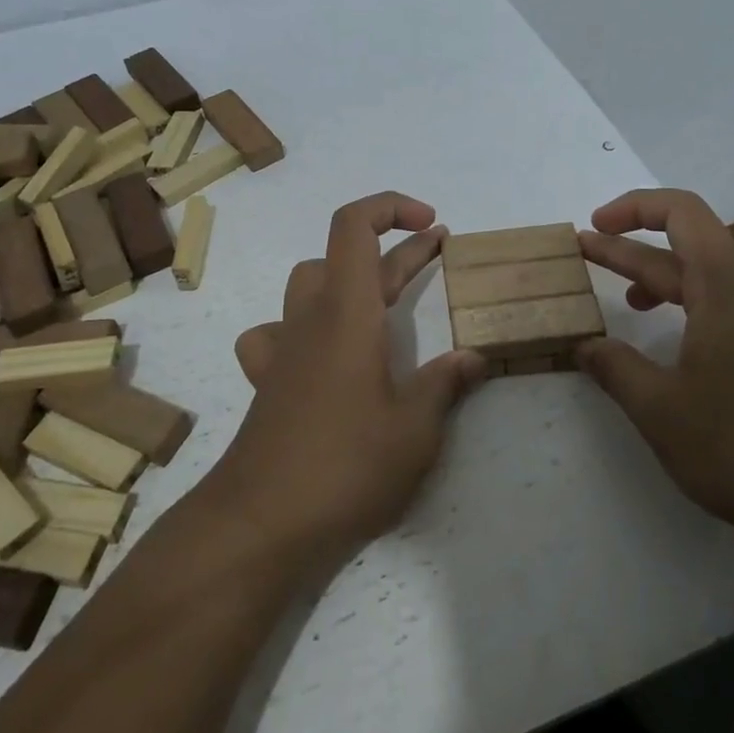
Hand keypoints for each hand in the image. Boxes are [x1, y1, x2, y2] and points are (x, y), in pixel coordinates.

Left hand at [208, 192, 487, 566]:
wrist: (260, 524)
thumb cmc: (345, 467)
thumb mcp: (415, 430)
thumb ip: (445, 385)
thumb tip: (473, 356)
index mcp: (347, 313)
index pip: (354, 226)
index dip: (392, 208)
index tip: (434, 227)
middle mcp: (309, 319)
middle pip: (343, 255)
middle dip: (395, 249)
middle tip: (439, 256)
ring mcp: (282, 349)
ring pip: (308, 285)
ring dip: (347, 279)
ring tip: (381, 303)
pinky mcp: (267, 381)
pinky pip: (276, 333)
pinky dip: (301, 328)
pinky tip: (319, 355)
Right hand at [577, 188, 733, 548]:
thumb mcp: (660, 409)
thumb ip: (615, 369)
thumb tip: (584, 346)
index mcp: (726, 286)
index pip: (681, 212)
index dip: (633, 207)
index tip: (595, 226)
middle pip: (687, 248)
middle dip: (631, 250)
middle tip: (584, 254)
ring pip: (708, 284)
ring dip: (661, 283)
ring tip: (623, 301)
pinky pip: (728, 312)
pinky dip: (690, 312)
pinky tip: (674, 347)